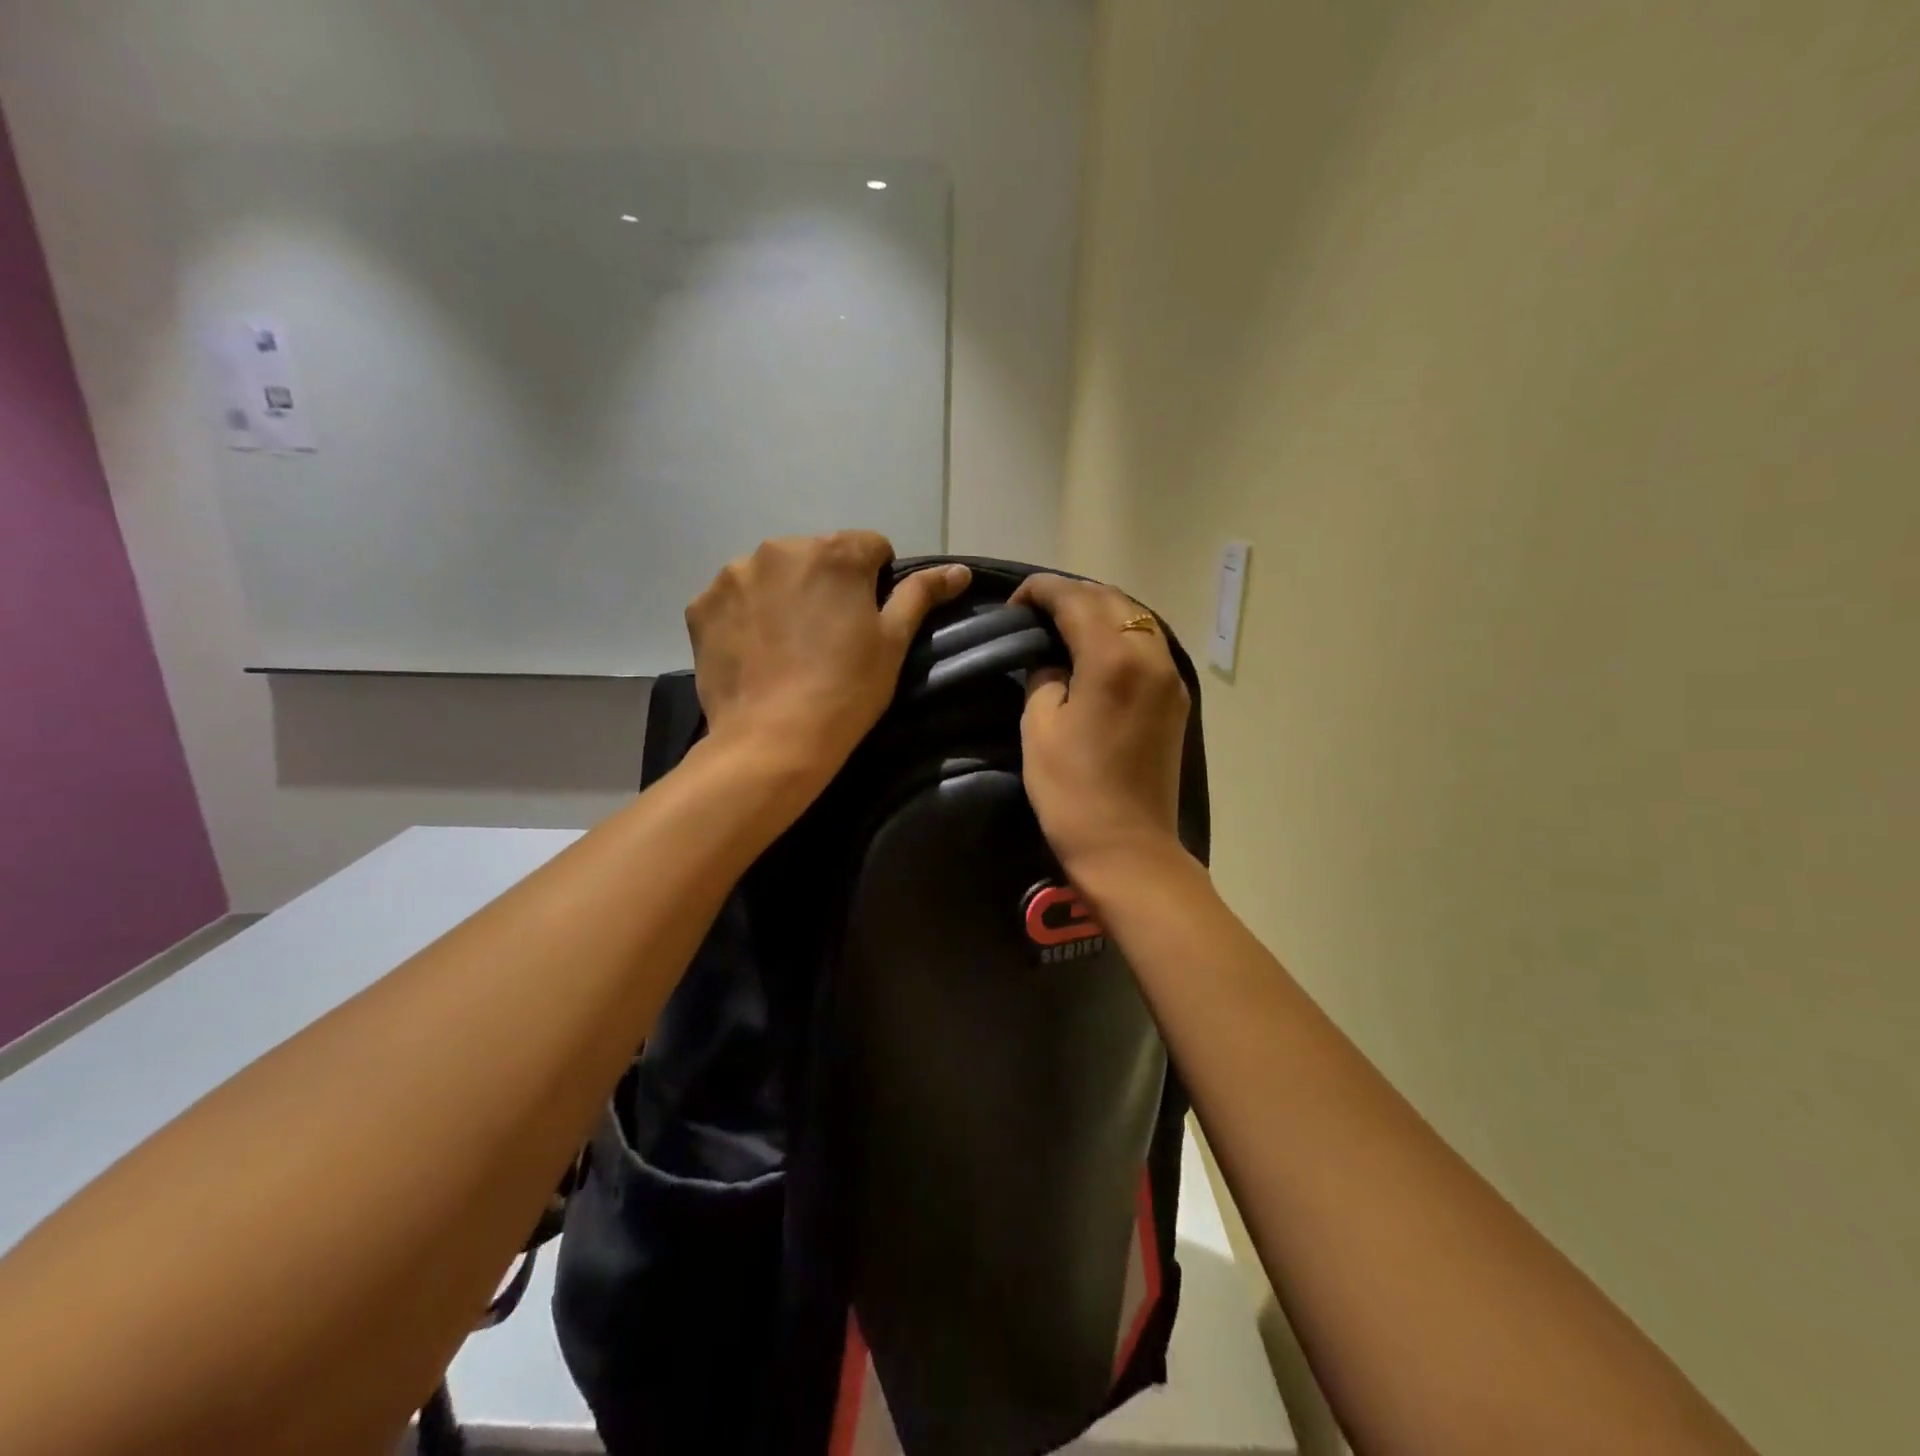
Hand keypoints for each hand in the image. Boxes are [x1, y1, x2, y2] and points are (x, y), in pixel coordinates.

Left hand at [687, 533, 969, 786]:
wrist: (774, 740)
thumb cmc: (846, 690)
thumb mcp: (893, 642)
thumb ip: (922, 595)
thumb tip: (959, 569)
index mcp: (835, 552)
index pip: (870, 547)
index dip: (876, 582)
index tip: (869, 621)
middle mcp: (780, 548)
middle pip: (816, 557)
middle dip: (826, 584)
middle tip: (828, 637)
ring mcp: (733, 575)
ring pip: (772, 575)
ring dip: (783, 596)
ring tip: (787, 647)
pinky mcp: (701, 605)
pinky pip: (733, 599)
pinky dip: (746, 616)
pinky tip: (755, 653)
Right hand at [1013, 574, 1190, 879]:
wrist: (1128, 848)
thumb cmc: (1073, 792)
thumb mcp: (1039, 728)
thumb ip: (1044, 677)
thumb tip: (1054, 662)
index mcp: (1113, 658)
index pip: (1075, 599)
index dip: (1040, 591)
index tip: (1013, 604)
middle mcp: (1150, 656)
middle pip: (1110, 599)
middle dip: (1070, 595)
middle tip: (1034, 613)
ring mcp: (1170, 677)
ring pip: (1135, 618)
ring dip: (1098, 612)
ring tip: (1061, 627)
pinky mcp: (1176, 700)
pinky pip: (1147, 645)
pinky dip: (1118, 635)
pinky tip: (1093, 651)